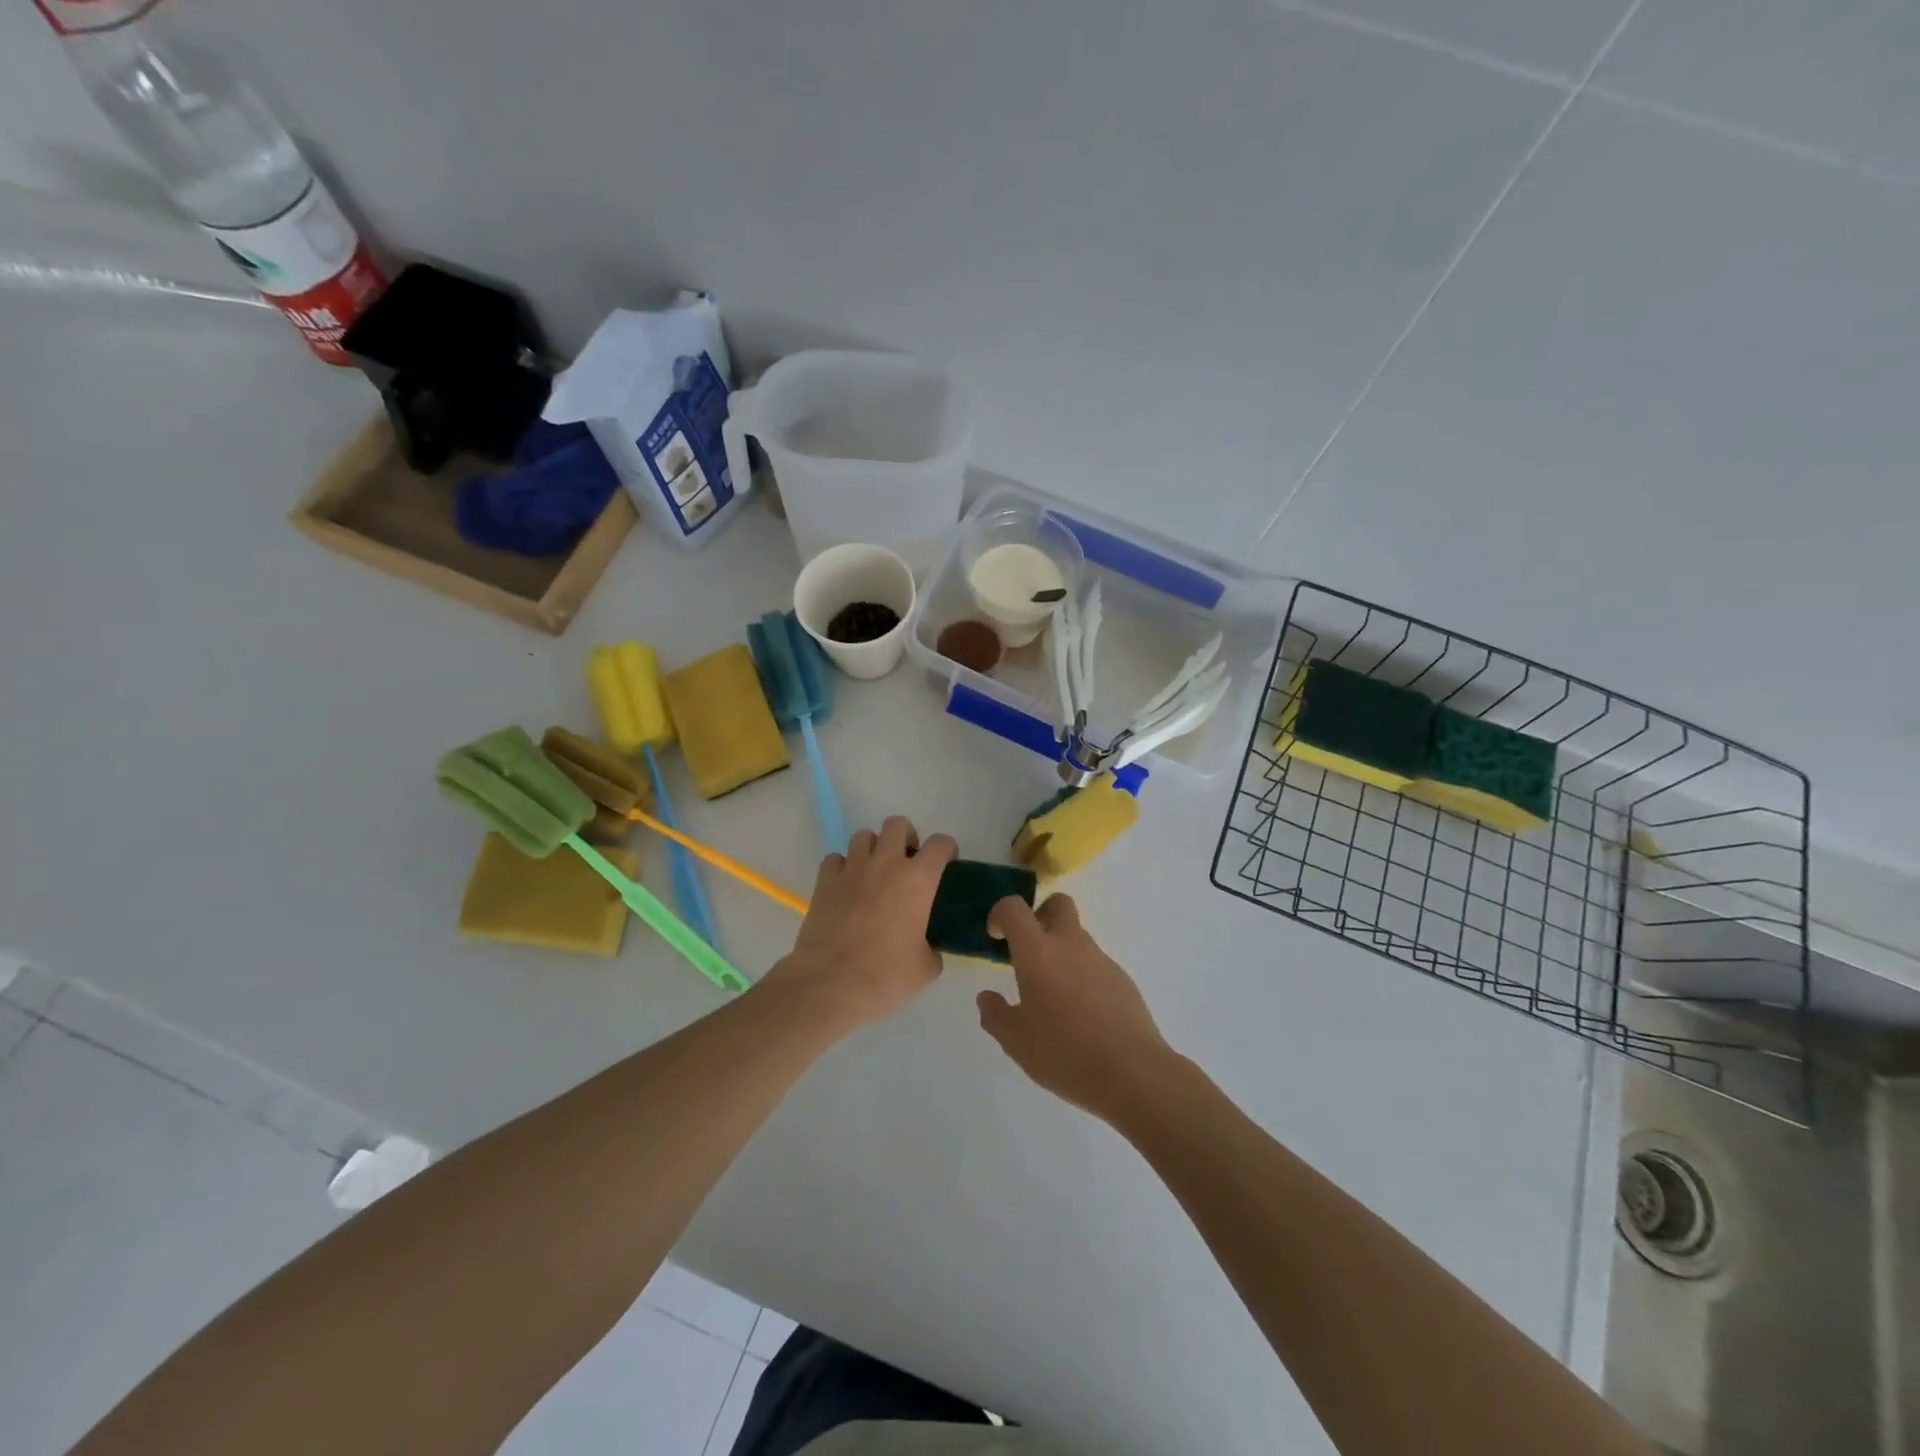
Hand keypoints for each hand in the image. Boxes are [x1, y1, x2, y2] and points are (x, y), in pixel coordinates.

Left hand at [773, 816, 957, 1029]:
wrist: (830, 983)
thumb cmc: (886, 975)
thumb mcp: (926, 968)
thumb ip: (932, 948)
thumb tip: (927, 947)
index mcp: (918, 879)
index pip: (940, 843)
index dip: (947, 851)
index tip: (946, 866)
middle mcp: (886, 863)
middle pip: (897, 824)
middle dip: (906, 837)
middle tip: (907, 864)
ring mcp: (852, 869)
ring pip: (863, 835)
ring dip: (873, 849)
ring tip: (874, 874)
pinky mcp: (824, 881)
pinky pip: (835, 859)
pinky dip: (843, 868)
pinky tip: (846, 888)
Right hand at [976, 894, 1174, 1124]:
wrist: (1132, 1073)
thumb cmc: (1064, 1053)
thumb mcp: (1015, 1042)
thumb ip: (995, 1015)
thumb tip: (987, 997)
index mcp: (1038, 952)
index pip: (1015, 908)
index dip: (1000, 914)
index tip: (996, 937)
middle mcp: (1071, 945)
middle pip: (1058, 904)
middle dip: (1040, 915)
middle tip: (1029, 949)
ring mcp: (1102, 960)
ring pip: (1078, 936)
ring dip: (1062, 951)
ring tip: (1054, 996)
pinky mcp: (1123, 980)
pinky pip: (1096, 965)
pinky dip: (1083, 976)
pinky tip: (1082, 1015)